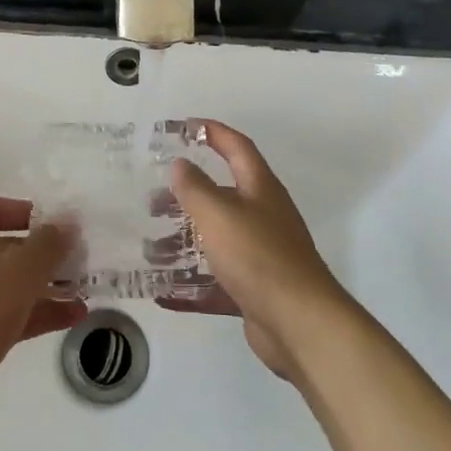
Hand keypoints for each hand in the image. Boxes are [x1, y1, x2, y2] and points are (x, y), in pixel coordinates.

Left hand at [0, 196, 85, 428]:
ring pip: (11, 284)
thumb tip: (68, 224)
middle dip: (42, 253)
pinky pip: (12, 314)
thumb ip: (50, 244)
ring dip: (46, 286)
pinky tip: (74, 317)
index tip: (50, 222)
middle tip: (76, 258)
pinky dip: (40, 313)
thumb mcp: (23, 268)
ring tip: (83, 290)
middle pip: (5, 248)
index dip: (19, 209)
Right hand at [156, 120, 352, 382]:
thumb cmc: (258, 256)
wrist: (300, 323)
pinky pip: (217, 281)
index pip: (237, 147)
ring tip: (150, 250)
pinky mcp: (256, 290)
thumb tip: (181, 164)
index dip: (213, 132)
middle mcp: (264, 216)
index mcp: (260, 189)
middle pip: (222, 196)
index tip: (183, 127)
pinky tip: (163, 293)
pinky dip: (191, 285)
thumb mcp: (218, 214)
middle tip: (152, 202)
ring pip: (217, 240)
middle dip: (187, 196)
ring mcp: (262, 255)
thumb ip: (195, 187)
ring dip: (184, 243)